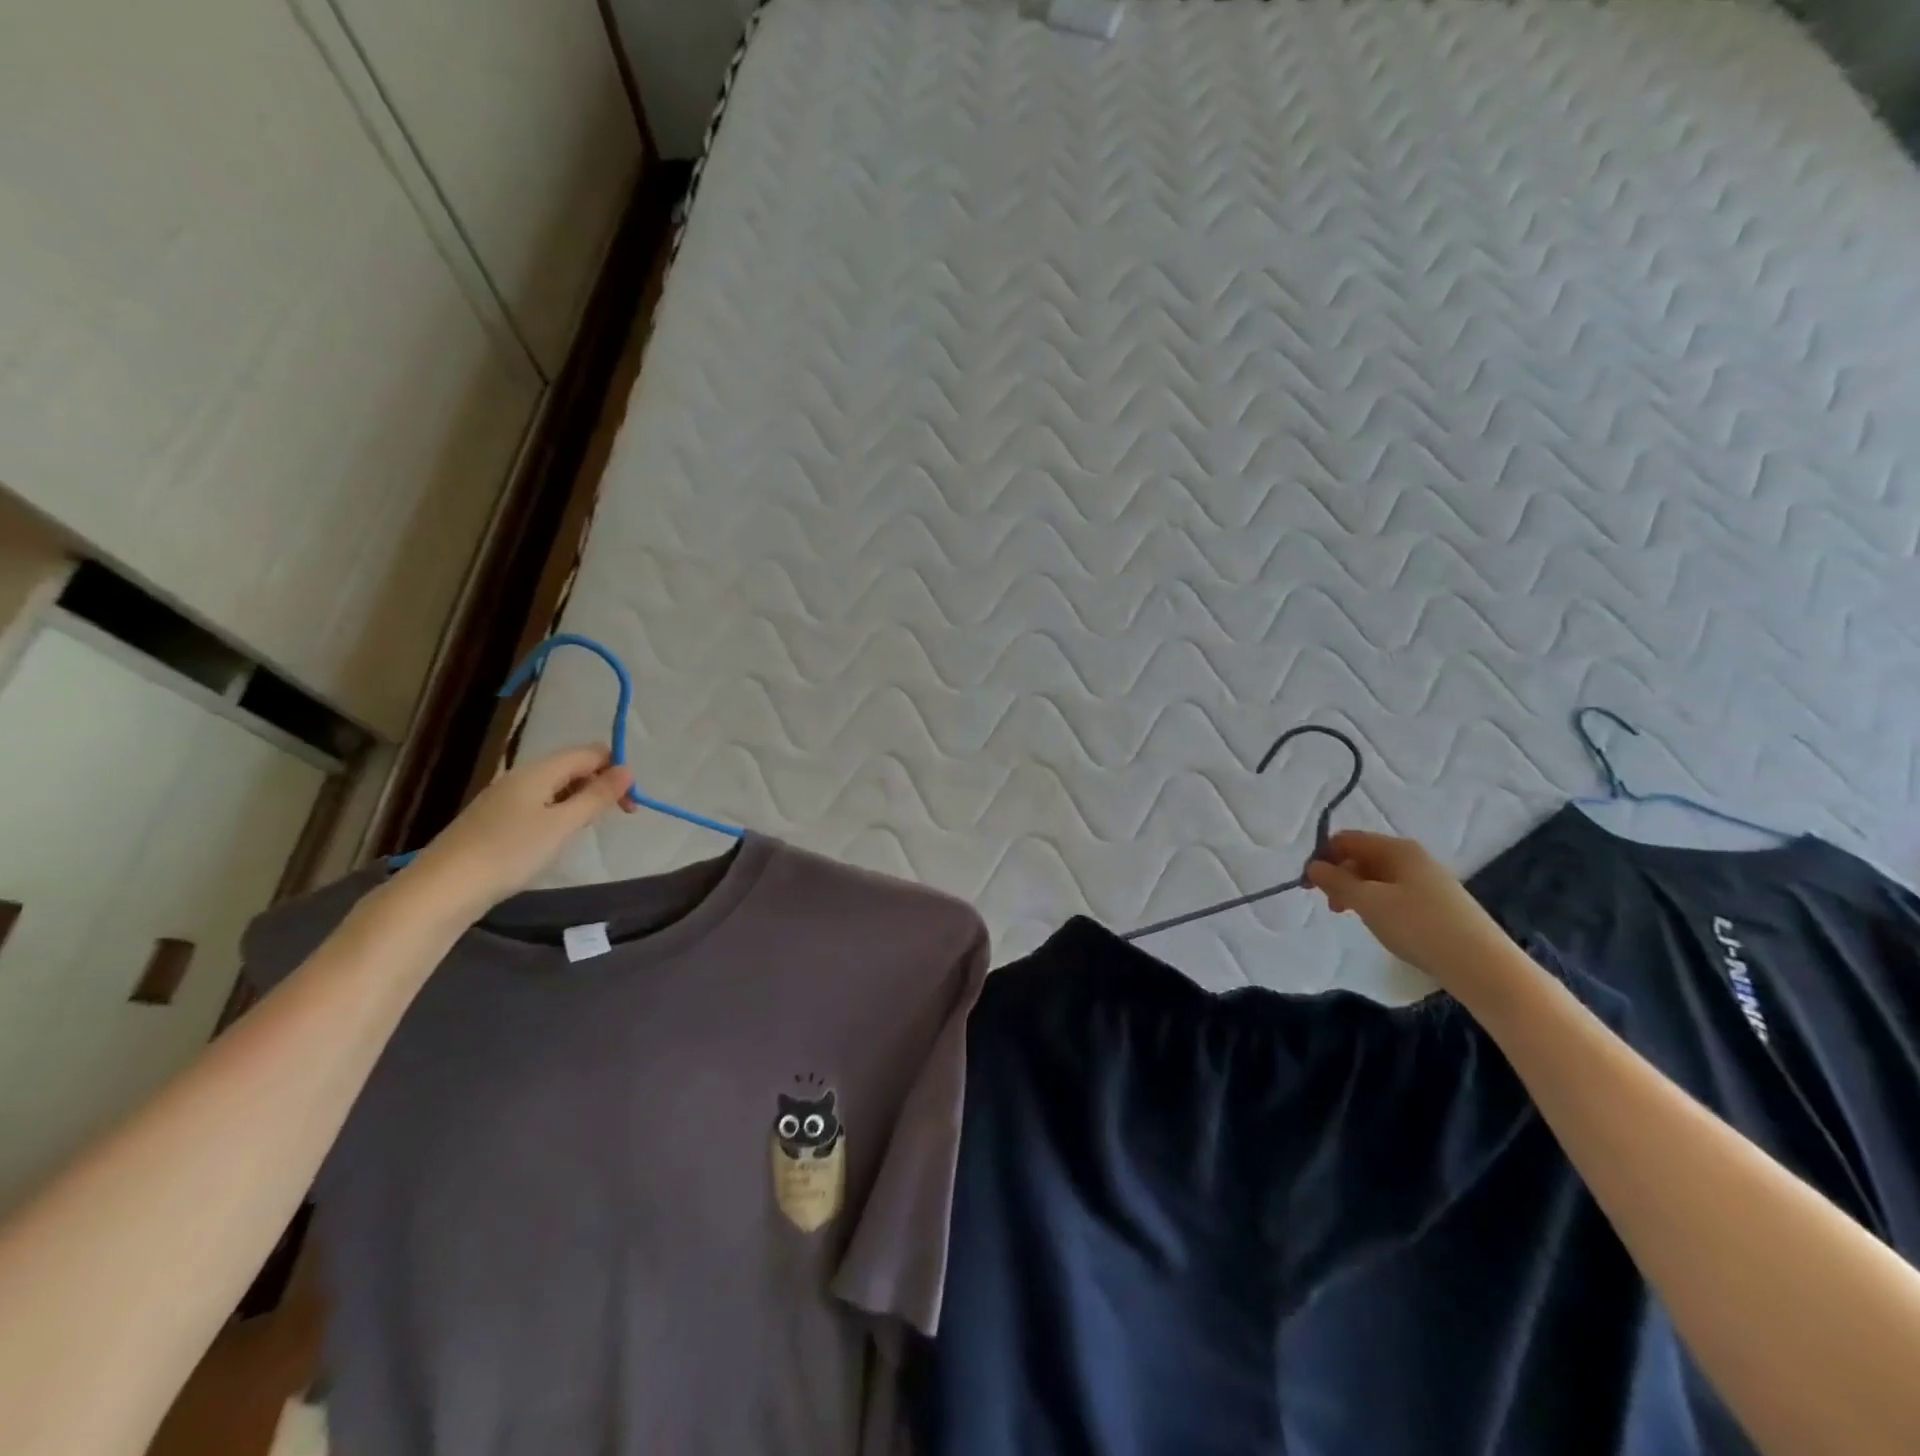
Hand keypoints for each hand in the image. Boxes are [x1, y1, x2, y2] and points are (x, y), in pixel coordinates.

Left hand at [397, 747, 634, 922]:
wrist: (442, 890)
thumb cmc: (509, 853)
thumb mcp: (562, 825)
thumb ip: (597, 796)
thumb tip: (628, 770)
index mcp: (538, 771)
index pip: (589, 752)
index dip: (616, 770)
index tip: (629, 804)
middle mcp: (520, 777)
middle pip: (572, 767)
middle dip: (600, 785)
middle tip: (615, 817)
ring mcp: (503, 799)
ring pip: (555, 787)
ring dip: (580, 801)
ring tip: (585, 830)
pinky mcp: (493, 821)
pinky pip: (538, 805)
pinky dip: (558, 814)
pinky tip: (554, 839)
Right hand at [1307, 830, 1518, 994]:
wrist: (1481, 965)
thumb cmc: (1417, 925)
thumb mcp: (1368, 902)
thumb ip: (1335, 881)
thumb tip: (1312, 866)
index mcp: (1395, 848)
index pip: (1346, 840)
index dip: (1322, 857)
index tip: (1308, 885)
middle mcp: (1412, 856)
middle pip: (1361, 856)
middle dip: (1339, 876)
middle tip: (1331, 906)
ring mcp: (1427, 879)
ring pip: (1377, 876)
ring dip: (1356, 891)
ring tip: (1351, 917)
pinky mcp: (1436, 902)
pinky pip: (1394, 892)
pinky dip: (1377, 902)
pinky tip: (1379, 923)